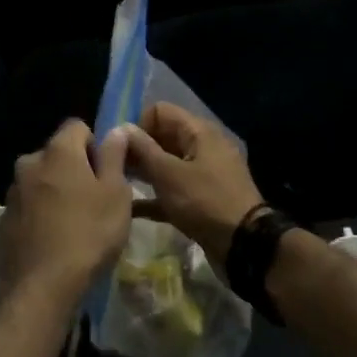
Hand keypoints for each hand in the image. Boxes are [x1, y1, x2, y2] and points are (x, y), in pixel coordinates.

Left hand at [0, 119, 132, 298]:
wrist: (40, 286)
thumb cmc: (88, 234)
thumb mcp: (116, 194)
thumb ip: (114, 157)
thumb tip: (116, 129)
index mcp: (58, 151)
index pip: (77, 126)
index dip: (95, 144)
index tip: (106, 172)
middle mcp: (30, 162)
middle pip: (57, 154)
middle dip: (75, 169)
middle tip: (94, 200)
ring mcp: (13, 191)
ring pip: (41, 180)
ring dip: (56, 191)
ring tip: (74, 224)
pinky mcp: (4, 219)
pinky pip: (29, 205)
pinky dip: (41, 213)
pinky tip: (54, 240)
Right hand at [124, 102, 263, 268]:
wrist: (244, 245)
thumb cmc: (204, 201)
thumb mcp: (169, 174)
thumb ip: (143, 149)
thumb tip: (122, 128)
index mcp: (199, 132)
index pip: (160, 111)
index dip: (137, 123)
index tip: (118, 146)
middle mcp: (202, 147)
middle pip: (162, 137)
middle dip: (137, 149)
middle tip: (112, 166)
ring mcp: (203, 174)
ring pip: (166, 165)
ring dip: (143, 172)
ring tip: (116, 184)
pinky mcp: (201, 199)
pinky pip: (173, 190)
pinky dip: (155, 196)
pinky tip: (130, 210)